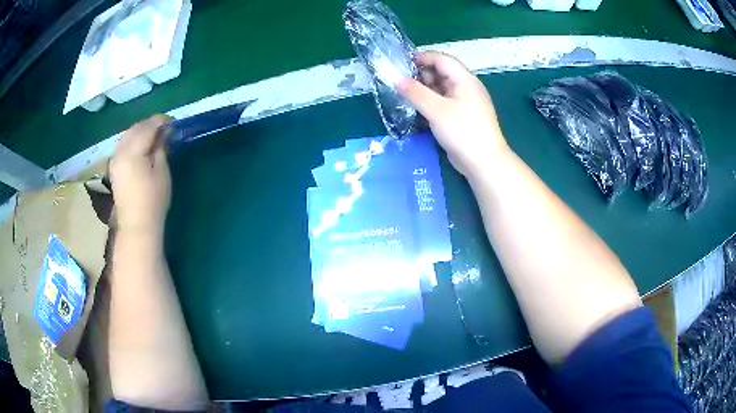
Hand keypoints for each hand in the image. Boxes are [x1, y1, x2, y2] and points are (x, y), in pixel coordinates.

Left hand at [110, 115, 171, 232]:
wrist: (136, 226)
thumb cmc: (153, 200)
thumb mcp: (162, 172)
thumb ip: (161, 148)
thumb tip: (164, 133)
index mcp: (132, 152)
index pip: (148, 127)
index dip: (161, 121)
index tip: (173, 122)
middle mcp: (120, 152)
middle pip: (135, 128)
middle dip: (150, 125)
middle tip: (165, 129)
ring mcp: (115, 160)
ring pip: (128, 135)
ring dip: (141, 132)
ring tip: (154, 137)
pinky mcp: (114, 168)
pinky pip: (123, 145)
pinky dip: (134, 141)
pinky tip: (142, 148)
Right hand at [398, 51, 508, 178]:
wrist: (484, 162)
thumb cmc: (463, 131)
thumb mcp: (437, 110)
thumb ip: (416, 93)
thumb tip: (397, 79)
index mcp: (465, 80)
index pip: (442, 59)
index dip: (423, 58)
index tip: (402, 63)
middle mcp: (466, 88)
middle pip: (442, 73)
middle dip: (422, 75)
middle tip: (401, 83)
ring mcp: (465, 103)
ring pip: (442, 89)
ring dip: (425, 90)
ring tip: (405, 96)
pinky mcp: (462, 117)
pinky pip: (444, 103)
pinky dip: (431, 103)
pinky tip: (417, 109)